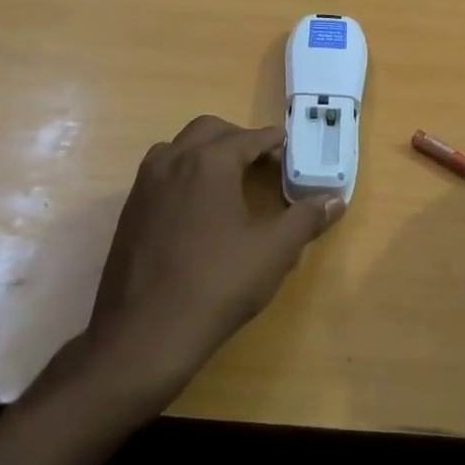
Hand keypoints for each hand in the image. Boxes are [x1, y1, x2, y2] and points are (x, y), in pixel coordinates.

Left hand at [84, 115, 343, 400]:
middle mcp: (173, 161)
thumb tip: (335, 199)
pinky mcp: (130, 209)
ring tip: (230, 179)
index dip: (272, 140)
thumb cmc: (217, 285)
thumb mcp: (273, 252)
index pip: (248, 137)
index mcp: (209, 162)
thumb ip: (306, 219)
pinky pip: (161, 172)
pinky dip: (184, 172)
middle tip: (262, 160)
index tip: (289, 146)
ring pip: (179, 147)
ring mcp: (145, 184)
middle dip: (238, 138)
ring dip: (206, 151)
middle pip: (209, 130)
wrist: (144, 334)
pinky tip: (199, 207)